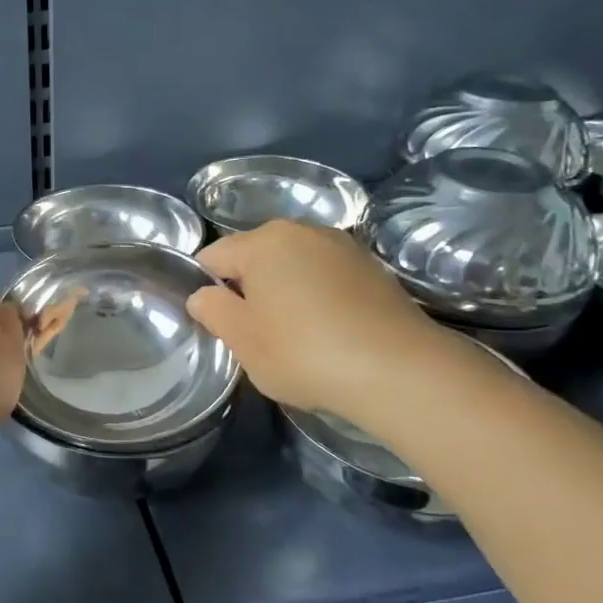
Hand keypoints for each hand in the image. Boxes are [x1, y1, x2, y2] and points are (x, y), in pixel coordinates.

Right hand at [186, 220, 455, 419]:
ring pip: (294, 266)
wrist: (399, 371)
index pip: (213, 257)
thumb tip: (202, 296)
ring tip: (296, 337)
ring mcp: (344, 247)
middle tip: (255, 334)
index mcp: (264, 241)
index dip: (207, 290)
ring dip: (286, 293)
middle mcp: (303, 231)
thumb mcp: (242, 340)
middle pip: (256, 257)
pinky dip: (320, 299)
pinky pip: (327, 278)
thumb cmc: (304, 351)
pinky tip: (330, 334)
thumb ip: (213, 311)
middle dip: (249, 289)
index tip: (219, 324)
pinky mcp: (375, 270)